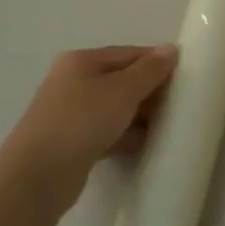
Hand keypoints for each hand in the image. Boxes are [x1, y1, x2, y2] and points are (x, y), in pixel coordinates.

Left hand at [0, 45, 177, 210]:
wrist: (38, 176)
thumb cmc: (82, 121)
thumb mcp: (123, 90)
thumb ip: (150, 70)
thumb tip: (170, 49)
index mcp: (82, 61)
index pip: (130, 54)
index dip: (158, 63)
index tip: (186, 78)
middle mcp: (74, 82)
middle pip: (123, 80)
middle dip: (151, 91)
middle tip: (179, 105)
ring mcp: (71, 113)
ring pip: (116, 108)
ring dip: (141, 115)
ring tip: (167, 126)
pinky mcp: (73, 141)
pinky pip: (109, 131)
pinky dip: (127, 135)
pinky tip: (146, 144)